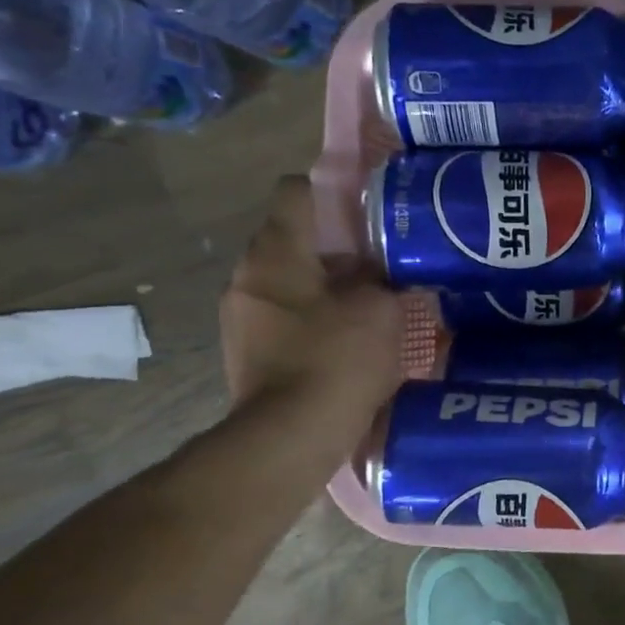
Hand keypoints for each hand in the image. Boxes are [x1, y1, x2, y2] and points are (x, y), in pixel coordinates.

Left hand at [220, 177, 406, 421]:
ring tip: (370, 299)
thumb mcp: (380, 307)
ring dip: (326, 283)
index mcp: (277, 252)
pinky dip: (315, 315)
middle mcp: (248, 275)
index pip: (295, 191)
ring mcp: (242, 315)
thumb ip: (382, 275)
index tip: (369, 207)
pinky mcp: (247, 350)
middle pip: (293, 238)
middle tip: (382, 258)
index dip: (334, 189)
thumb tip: (382, 267)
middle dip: (337, 244)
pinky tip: (349, 336)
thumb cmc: (338, 357)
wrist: (291, 435)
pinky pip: (286, 314)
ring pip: (290, 279)